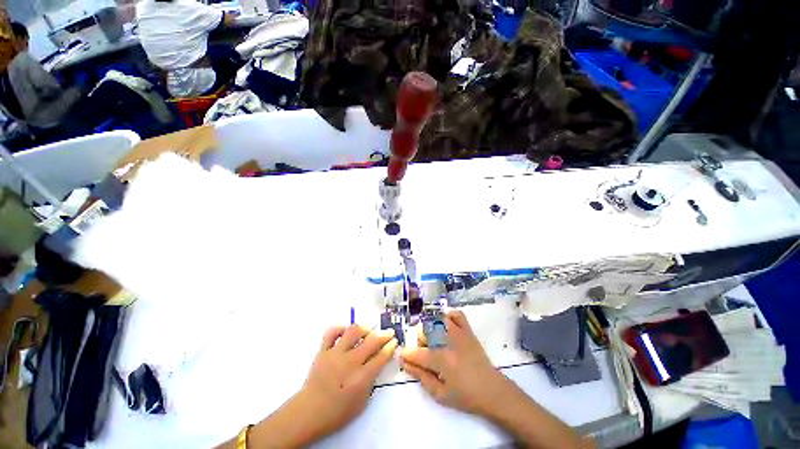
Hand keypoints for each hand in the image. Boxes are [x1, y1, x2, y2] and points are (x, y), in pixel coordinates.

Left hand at [221, 326, 396, 448]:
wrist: (309, 413)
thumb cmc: (337, 413)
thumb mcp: (361, 403)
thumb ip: (371, 382)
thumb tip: (376, 364)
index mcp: (361, 378)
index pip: (381, 357)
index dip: (390, 347)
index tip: (394, 341)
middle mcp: (350, 362)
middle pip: (372, 341)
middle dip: (384, 335)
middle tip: (389, 332)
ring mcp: (335, 354)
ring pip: (353, 332)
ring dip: (364, 329)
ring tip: (368, 331)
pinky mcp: (323, 351)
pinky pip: (331, 332)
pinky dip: (340, 329)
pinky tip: (345, 332)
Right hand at [401, 310, 510, 415]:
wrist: (493, 391)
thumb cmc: (466, 397)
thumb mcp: (440, 395)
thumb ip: (422, 377)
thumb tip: (406, 364)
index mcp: (442, 360)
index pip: (418, 353)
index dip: (407, 354)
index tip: (401, 355)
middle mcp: (449, 342)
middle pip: (425, 332)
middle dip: (419, 342)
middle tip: (423, 355)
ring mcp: (460, 334)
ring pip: (438, 321)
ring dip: (430, 329)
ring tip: (433, 341)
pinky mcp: (468, 331)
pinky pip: (457, 315)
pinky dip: (449, 316)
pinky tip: (445, 325)